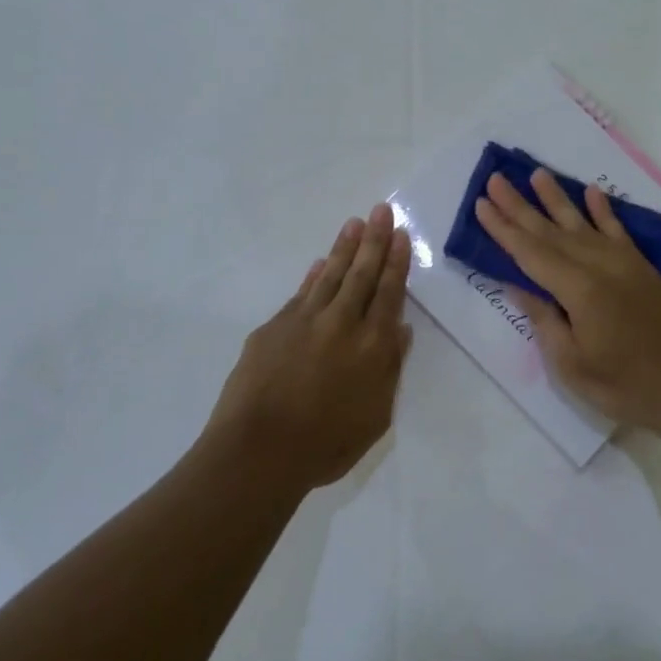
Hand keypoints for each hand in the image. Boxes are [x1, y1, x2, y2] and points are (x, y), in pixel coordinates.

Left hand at [204, 202, 413, 491]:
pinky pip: (301, 293)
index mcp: (373, 345)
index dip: (396, 262)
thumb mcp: (376, 416)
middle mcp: (342, 323)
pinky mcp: (274, 328)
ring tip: (354, 223)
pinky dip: (313, 276)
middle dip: (375, 240)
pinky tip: (320, 263)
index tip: (401, 234)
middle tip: (381, 209)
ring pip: (331, 276)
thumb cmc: (326, 444)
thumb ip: (390, 370)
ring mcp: (304, 322)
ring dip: (345, 248)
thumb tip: (400, 331)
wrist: (259, 451)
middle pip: (362, 274)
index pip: (389, 292)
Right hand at [475, 170, 660, 435]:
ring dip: (557, 199)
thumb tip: (518, 286)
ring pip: (583, 224)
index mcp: (579, 290)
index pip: (530, 253)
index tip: (481, 203)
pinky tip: (591, 192)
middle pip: (551, 232)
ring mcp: (624, 264)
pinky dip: (603, 211)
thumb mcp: (571, 363)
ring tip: (537, 173)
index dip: (503, 229)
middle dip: (520, 206)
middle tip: (495, 179)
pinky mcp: (642, 268)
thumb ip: (544, 320)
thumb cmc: (624, 385)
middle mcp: (600, 266)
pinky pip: (618, 231)